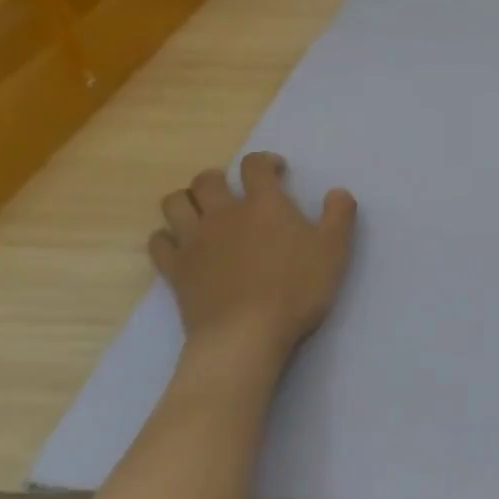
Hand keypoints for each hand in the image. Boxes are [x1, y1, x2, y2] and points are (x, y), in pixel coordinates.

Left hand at [149, 152, 357, 382]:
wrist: (246, 336)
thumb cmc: (296, 289)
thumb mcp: (334, 250)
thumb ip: (339, 215)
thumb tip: (337, 192)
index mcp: (264, 205)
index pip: (255, 166)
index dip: (265, 162)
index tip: (277, 171)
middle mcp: (223, 214)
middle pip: (206, 180)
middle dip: (219, 178)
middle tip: (235, 192)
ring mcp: (194, 241)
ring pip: (175, 204)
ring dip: (187, 201)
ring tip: (203, 212)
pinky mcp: (175, 270)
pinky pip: (158, 242)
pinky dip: (167, 237)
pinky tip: (182, 244)